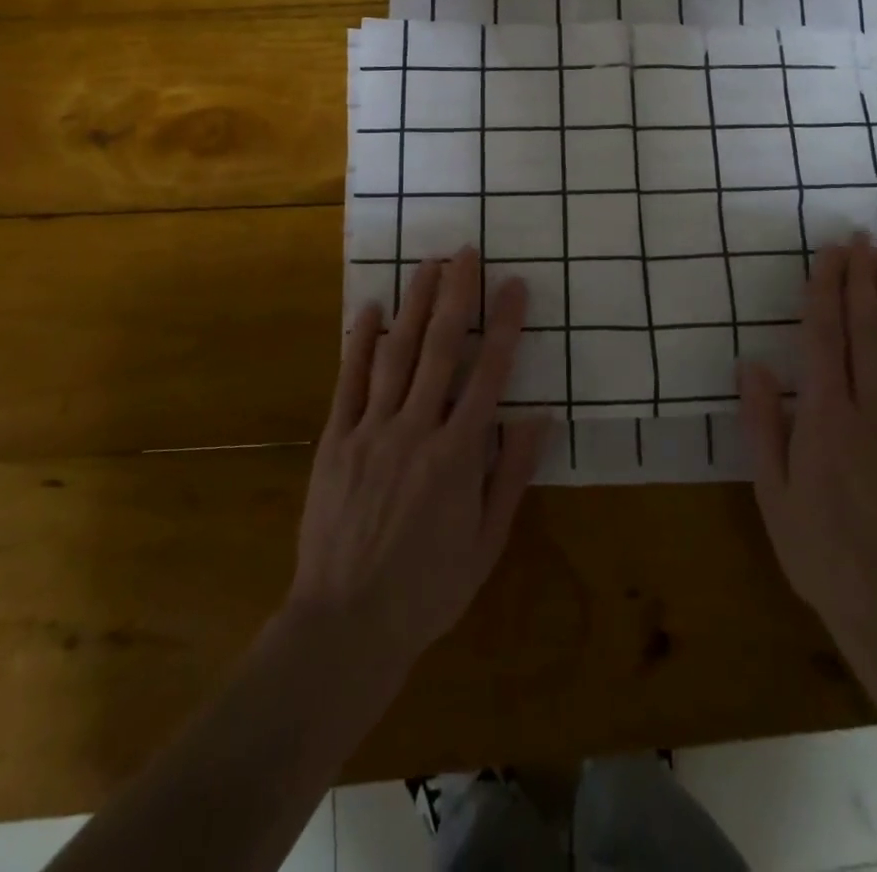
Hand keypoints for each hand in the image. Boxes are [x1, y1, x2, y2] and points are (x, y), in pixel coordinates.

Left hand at [287, 248, 548, 675]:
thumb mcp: (487, 542)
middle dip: (457, 295)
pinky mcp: (336, 440)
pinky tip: (371, 308)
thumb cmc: (427, 589)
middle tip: (466, 252)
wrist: (345, 624)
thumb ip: (511, 474)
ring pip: (397, 354)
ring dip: (414, 304)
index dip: (504, 325)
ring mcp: (371, 431)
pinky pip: (349, 381)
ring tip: (428, 264)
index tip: (514, 286)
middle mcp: (416, 429)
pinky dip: (361, 341)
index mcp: (458, 455)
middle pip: (440, 349)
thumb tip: (539, 415)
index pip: (489, 375)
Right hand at [736, 234, 876, 634]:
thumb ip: (763, 424)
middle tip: (863, 239)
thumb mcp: (772, 491)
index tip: (830, 252)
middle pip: (867, 333)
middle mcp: (871, 411)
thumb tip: (752, 364)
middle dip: (862, 282)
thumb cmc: (820, 551)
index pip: (825, 338)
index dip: (826, 290)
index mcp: (825, 417)